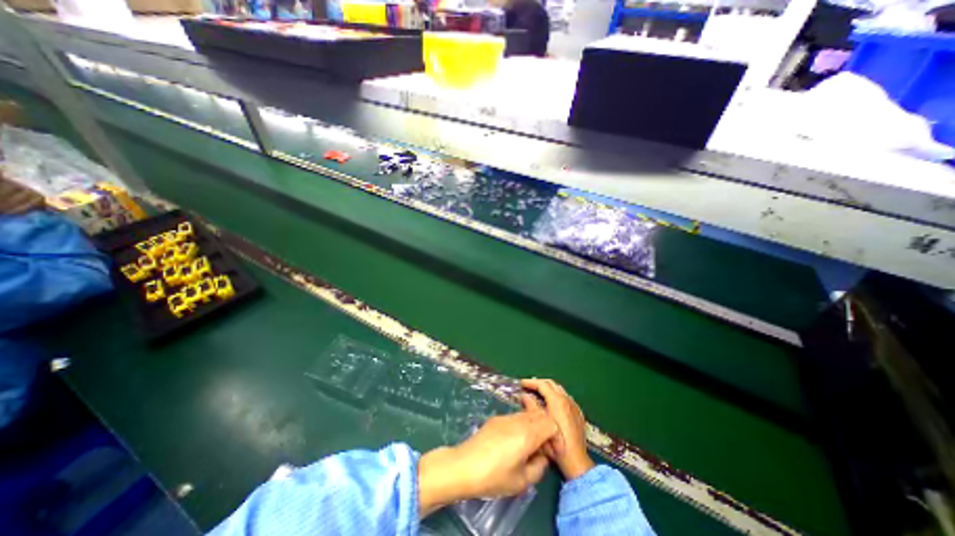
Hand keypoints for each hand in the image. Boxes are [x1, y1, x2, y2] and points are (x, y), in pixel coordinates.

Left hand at [419, 407, 561, 515]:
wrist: (464, 465)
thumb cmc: (494, 476)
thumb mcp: (522, 481)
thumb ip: (539, 467)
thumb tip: (542, 456)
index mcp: (527, 433)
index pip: (551, 423)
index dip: (556, 437)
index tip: (554, 452)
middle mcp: (518, 419)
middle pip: (540, 416)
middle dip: (546, 430)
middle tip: (543, 449)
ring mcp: (505, 417)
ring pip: (527, 415)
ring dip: (533, 427)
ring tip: (528, 447)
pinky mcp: (496, 418)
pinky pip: (515, 417)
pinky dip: (521, 426)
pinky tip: (513, 442)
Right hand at [520, 377, 595, 481]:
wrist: (577, 462)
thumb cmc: (555, 445)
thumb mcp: (539, 425)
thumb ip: (531, 407)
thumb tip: (524, 396)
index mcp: (557, 401)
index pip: (542, 384)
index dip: (530, 382)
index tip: (521, 383)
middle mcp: (567, 400)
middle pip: (551, 384)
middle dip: (539, 383)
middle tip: (528, 387)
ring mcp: (574, 406)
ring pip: (559, 389)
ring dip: (548, 388)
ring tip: (538, 394)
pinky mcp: (578, 413)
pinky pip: (565, 397)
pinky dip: (556, 395)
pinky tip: (552, 404)